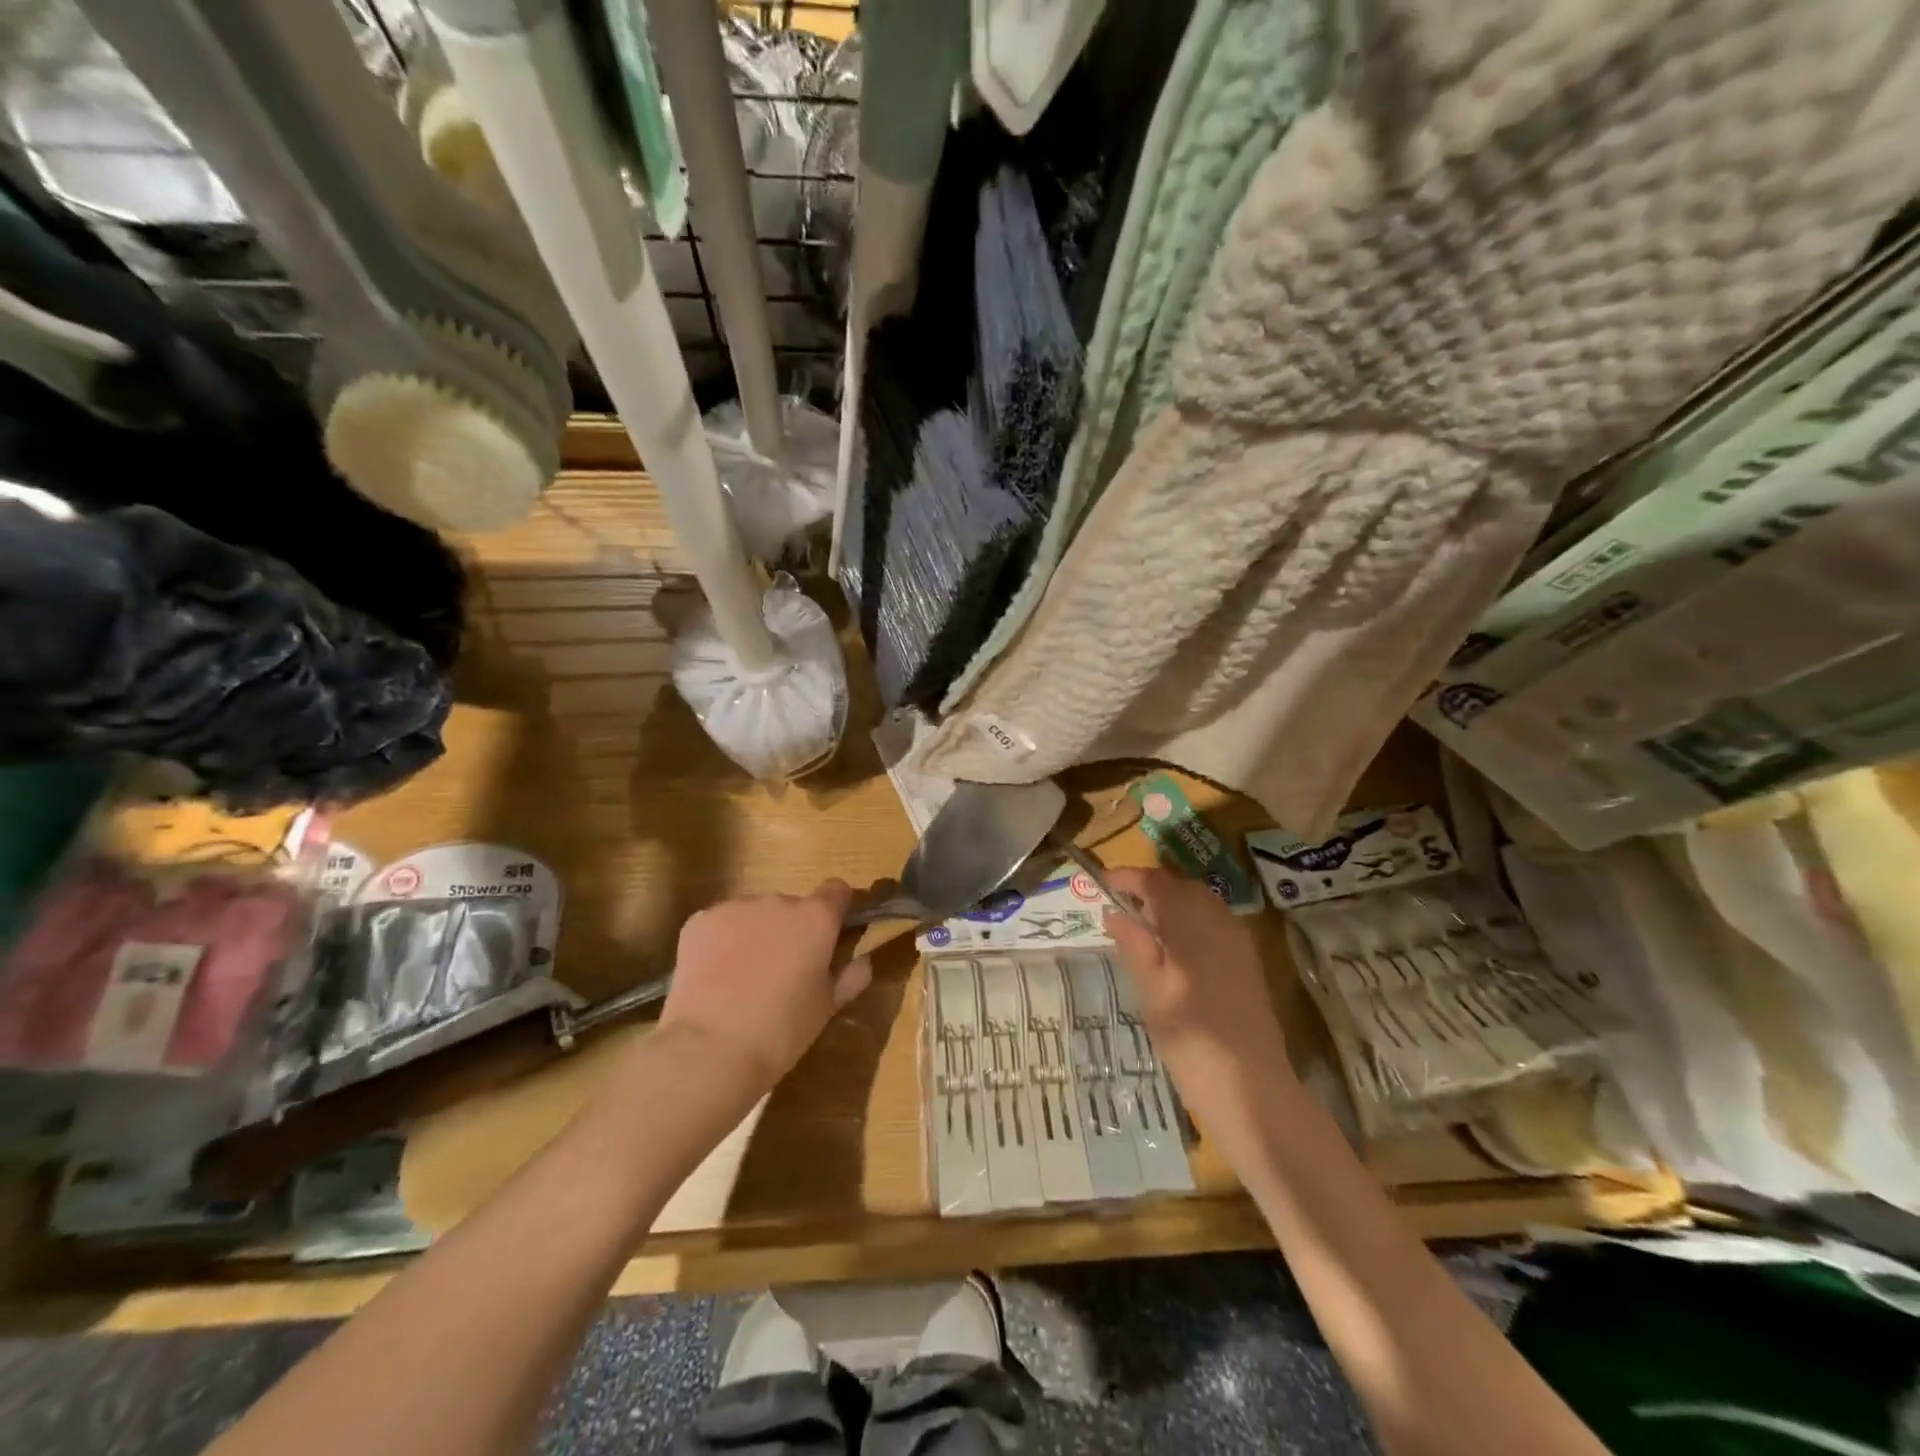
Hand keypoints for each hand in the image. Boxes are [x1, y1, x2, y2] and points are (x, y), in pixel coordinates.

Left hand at [655, 879, 871, 1089]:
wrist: (709, 1049)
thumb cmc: (781, 1031)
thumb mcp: (826, 1009)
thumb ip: (849, 977)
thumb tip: (862, 960)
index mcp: (816, 918)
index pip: (837, 890)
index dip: (836, 910)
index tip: (830, 936)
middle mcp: (778, 901)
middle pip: (792, 905)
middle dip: (790, 929)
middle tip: (782, 970)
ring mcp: (735, 907)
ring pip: (754, 913)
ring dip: (756, 932)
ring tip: (743, 976)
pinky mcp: (700, 921)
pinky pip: (720, 923)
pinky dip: (722, 941)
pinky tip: (715, 975)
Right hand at [1103, 868, 1298, 1150]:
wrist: (1249, 1087)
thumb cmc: (1190, 1039)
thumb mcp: (1150, 991)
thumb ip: (1133, 945)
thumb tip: (1113, 911)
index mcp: (1192, 924)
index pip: (1157, 883)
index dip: (1129, 877)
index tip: (1103, 882)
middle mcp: (1219, 922)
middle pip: (1182, 887)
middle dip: (1151, 888)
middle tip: (1120, 904)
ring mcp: (1237, 940)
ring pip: (1200, 903)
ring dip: (1171, 903)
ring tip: (1142, 925)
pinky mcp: (1246, 960)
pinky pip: (1214, 922)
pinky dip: (1189, 921)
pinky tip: (1173, 948)